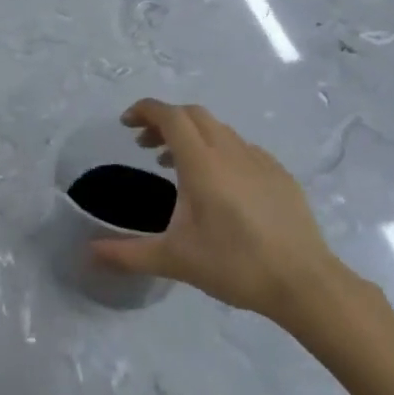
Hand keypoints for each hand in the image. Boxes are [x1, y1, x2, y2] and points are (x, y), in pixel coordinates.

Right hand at [91, 99, 348, 324]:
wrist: (304, 283)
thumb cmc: (234, 265)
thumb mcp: (173, 260)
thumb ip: (127, 253)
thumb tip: (89, 253)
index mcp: (202, 164)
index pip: (170, 117)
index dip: (145, 111)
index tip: (126, 123)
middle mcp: (231, 152)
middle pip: (194, 115)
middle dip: (165, 121)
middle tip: (145, 145)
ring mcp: (260, 160)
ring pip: (219, 130)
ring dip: (192, 136)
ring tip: (175, 166)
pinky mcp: (280, 175)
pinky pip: (242, 148)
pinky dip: (219, 151)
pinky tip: (219, 184)